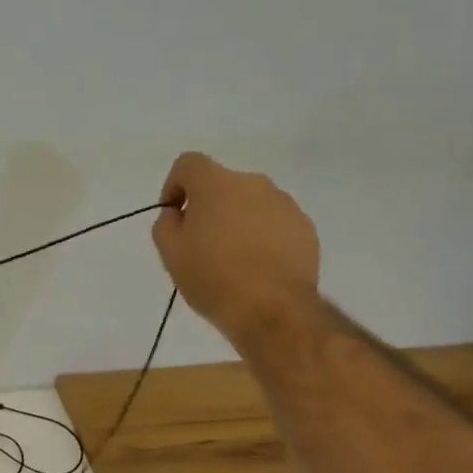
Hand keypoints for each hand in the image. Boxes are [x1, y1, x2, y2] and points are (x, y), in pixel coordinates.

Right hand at [152, 152, 320, 335]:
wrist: (272, 309)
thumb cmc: (213, 278)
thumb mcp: (171, 253)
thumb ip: (167, 223)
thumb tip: (178, 213)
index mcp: (217, 184)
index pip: (189, 163)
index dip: (175, 185)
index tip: (175, 216)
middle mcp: (253, 184)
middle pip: (222, 184)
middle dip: (208, 207)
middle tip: (200, 244)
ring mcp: (284, 204)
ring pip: (250, 204)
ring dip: (237, 221)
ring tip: (232, 259)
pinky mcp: (305, 228)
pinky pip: (274, 223)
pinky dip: (262, 236)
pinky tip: (257, 268)